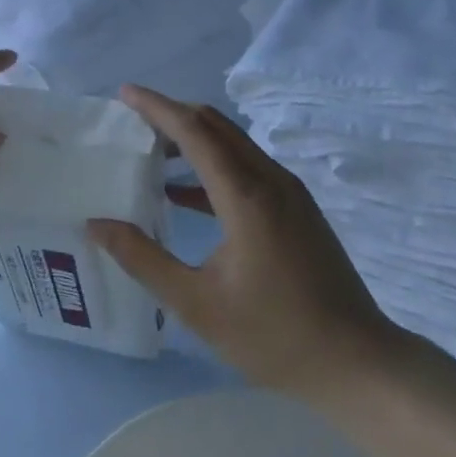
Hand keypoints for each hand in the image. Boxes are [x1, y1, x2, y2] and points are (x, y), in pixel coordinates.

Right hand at [88, 85, 407, 399]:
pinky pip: (248, 168)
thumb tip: (97, 224)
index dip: (157, 107)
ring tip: (152, 152)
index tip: (124, 93)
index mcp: (246, 197)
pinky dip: (213, 166)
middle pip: (216, 126)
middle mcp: (271, 181)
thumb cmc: (273, 335)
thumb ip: (143, 259)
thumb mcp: (196, 304)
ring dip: (193, 139)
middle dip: (173, 115)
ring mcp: (291, 194)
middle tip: (132, 121)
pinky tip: (185, 195)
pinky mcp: (299, 209)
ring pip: (235, 145)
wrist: (358, 363)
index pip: (194, 131)